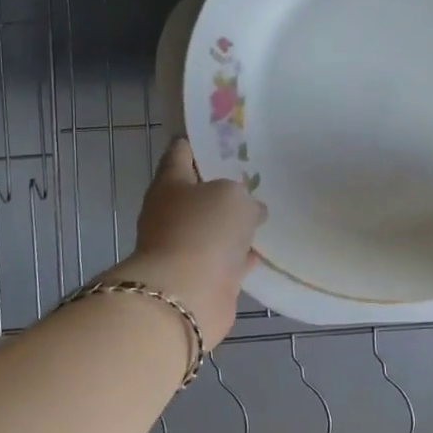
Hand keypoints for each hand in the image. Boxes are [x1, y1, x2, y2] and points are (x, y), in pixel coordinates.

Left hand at [107, 138, 263, 348]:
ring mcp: (183, 247)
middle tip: (253, 174)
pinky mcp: (200, 277)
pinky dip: (240, 254)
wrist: (186, 296)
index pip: (181, 152)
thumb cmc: (204, 231)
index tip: (224, 136)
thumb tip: (251, 210)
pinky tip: (262, 249)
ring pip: (211, 226)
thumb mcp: (233, 197)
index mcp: (170, 183)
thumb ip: (244, 196)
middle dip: (221, 184)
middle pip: (197, 191)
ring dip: (232, 222)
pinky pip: (224, 258)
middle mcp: (170, 213)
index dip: (200, 141)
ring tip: (263, 210)